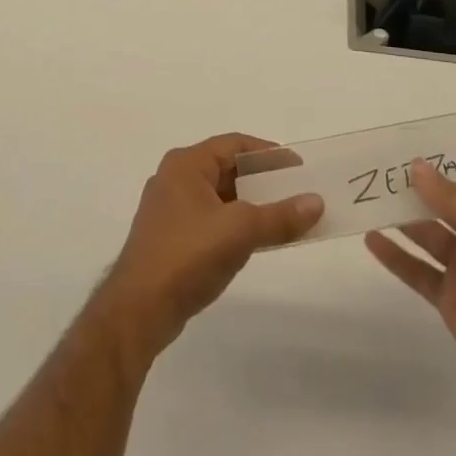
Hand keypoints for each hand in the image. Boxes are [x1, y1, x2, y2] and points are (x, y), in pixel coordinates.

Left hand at [96, 134, 322, 362]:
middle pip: (227, 169)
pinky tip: (255, 241)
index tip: (298, 168)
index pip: (235, 145)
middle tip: (295, 192)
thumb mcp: (241, 231)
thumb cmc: (188, 255)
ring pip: (219, 197)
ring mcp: (169, 210)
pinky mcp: (169, 238)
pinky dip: (234, 224)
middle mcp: (174, 179)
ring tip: (282, 217)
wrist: (138, 310)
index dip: (269, 153)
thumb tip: (317, 202)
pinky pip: (210, 219)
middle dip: (262, 181)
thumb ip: (280, 216)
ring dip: (250, 205)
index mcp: (186, 164)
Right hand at [365, 159, 455, 414]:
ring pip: (425, 236)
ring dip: (398, 219)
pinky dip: (394, 256)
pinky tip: (370, 239)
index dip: (432, 170)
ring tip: (366, 199)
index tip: (397, 152)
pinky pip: (417, 271)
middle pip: (438, 208)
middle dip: (410, 192)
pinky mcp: (450, 300)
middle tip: (373, 172)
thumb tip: (416, 168)